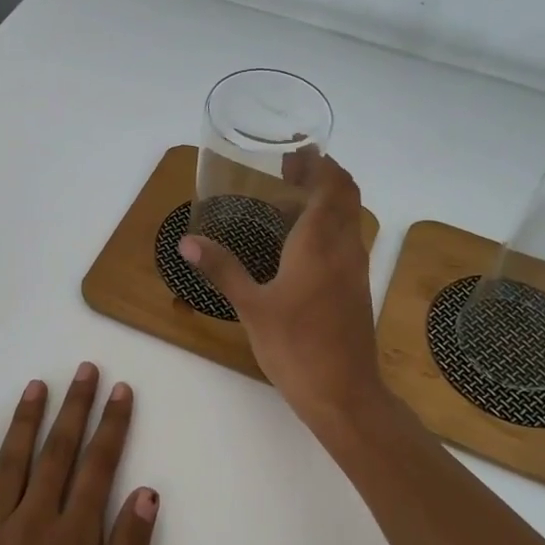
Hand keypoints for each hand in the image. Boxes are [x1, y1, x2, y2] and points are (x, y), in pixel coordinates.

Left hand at [0, 363, 159, 544]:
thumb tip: (145, 492)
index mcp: (72, 541)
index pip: (98, 467)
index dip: (112, 426)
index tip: (120, 391)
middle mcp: (31, 524)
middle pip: (57, 453)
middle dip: (75, 408)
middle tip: (85, 371)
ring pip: (11, 462)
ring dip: (26, 420)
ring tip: (38, 386)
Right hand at [179, 154, 389, 431]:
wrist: (345, 393)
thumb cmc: (296, 347)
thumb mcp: (252, 308)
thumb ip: (223, 269)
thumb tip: (187, 242)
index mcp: (320, 243)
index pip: (331, 185)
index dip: (317, 163)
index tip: (294, 151)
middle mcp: (345, 247)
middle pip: (346, 194)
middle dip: (323, 174)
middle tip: (289, 170)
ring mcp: (356, 268)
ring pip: (350, 216)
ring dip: (328, 198)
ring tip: (290, 199)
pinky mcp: (357, 287)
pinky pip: (347, 238)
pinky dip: (330, 223)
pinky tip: (300, 242)